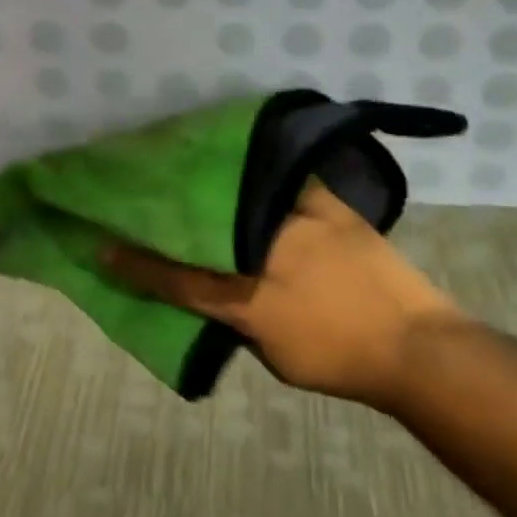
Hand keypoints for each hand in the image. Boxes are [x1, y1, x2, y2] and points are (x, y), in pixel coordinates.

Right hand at [105, 182, 460, 407]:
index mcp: (246, 297)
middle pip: (205, 224)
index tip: (102, 244)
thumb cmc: (341, 359)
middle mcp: (264, 250)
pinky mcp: (325, 200)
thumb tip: (223, 288)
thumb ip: (241, 318)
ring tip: (186, 164)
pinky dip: (262, 170)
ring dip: (214, 185)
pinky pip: (283, 177)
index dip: (137, 263)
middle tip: (145, 187)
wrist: (413, 343)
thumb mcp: (275, 352)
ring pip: (240, 194)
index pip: (177, 277)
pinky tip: (247, 157)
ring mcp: (296, 219)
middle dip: (172, 207)